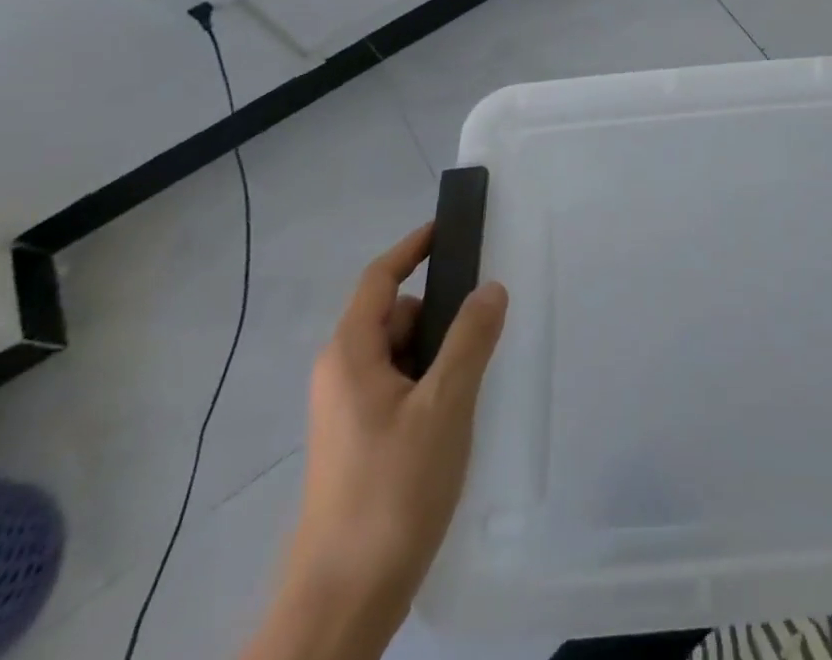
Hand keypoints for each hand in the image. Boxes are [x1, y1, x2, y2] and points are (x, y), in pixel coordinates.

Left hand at [285, 225, 508, 617]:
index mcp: (350, 354)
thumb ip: (470, 339)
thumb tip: (491, 287)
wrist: (342, 602)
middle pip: (394, 316)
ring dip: (438, 354)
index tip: (448, 229)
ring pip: (400, 355)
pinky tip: (457, 416)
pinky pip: (399, 388)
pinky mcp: (358, 442)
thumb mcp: (444, 405)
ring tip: (476, 380)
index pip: (380, 278)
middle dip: (439, 313)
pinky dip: (429, 384)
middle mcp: (341, 374)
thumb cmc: (391, 491)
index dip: (413, 247)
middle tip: (486, 325)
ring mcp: (347, 411)